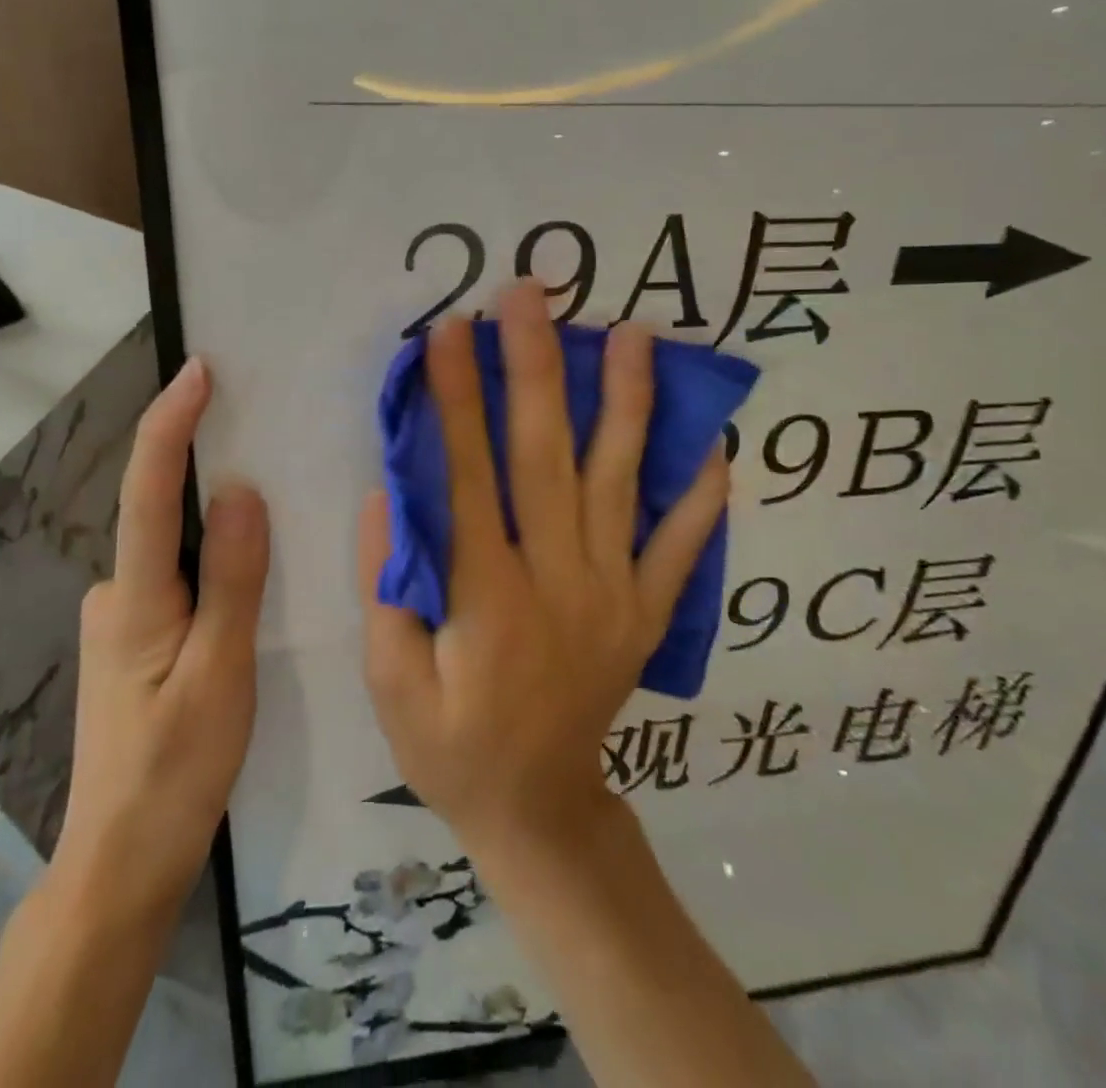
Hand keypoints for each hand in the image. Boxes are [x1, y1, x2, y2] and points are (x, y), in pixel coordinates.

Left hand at [54, 357, 269, 910]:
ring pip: (173, 548)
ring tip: (270, 494)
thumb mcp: (222, 676)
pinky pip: (178, 576)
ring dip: (212, 515)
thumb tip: (243, 490)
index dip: (171, 423)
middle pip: (161, 510)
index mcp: (135, 598)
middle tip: (258, 422)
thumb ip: (233, 582)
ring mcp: (121, 620)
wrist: (120, 865)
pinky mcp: (134, 642)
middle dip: (202, 459)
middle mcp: (116, 594)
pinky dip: (210, 557)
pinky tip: (247, 570)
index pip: (150, 491)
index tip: (199, 370)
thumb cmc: (174, 772)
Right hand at [358, 282, 730, 855]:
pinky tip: (715, 439)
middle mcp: (559, 580)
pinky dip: (701, 492)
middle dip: (535, 367)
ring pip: (623, 482)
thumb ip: (389, 587)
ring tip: (634, 335)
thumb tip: (394, 494)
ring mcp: (615, 593)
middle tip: (531, 295)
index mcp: (489, 597)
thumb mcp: (390, 683)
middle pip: (547, 457)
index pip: (468, 477)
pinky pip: (682, 544)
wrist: (540, 810)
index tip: (448, 331)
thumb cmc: (452, 746)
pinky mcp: (648, 610)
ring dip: (627, 403)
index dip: (455, 398)